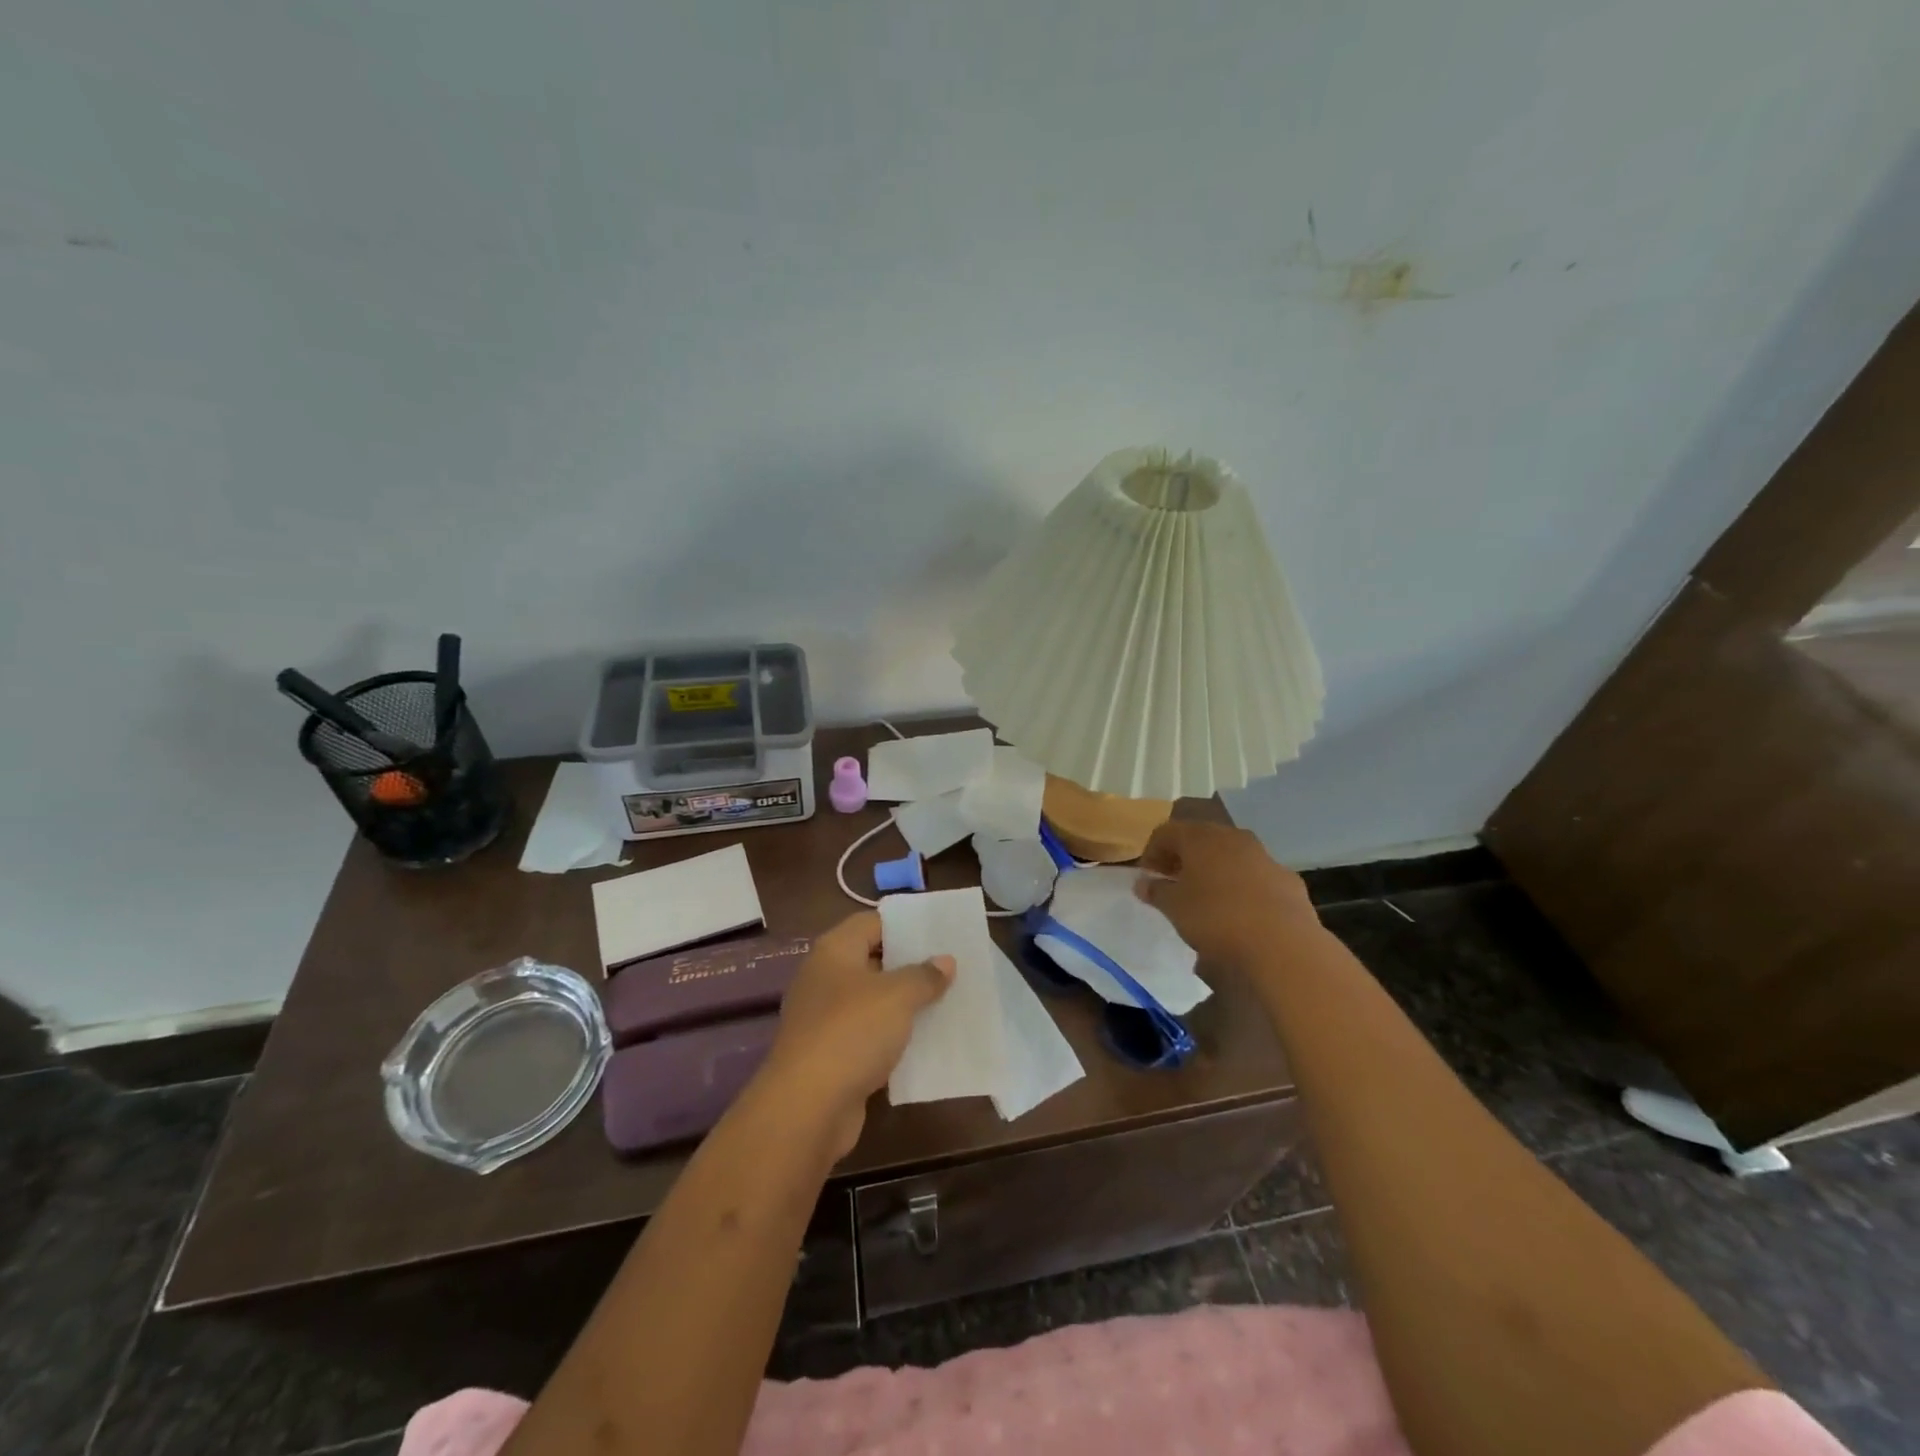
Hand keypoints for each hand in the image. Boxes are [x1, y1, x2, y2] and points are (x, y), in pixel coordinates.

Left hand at [762, 911, 953, 1159]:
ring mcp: (825, 1019)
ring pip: (872, 1001)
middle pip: (872, 961)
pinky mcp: (831, 1055)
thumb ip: (924, 975)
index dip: (904, 925)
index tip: (939, 933)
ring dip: (904, 1004)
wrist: (807, 1107)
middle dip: (909, 965)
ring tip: (946, 1001)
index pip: (872, 923)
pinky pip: (868, 1036)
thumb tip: (945, 961)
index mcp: (834, 951)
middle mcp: (825, 978)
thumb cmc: (852, 1032)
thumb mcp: (897, 996)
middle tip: (950, 967)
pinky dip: (893, 1038)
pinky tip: (924, 1042)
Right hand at [1136, 821, 1316, 965]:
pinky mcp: (1287, 879)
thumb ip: (1156, 892)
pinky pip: (1255, 876)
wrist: (1282, 945)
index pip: (1166, 832)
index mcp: (1201, 837)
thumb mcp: (1174, 908)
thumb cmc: (1216, 918)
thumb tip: (1143, 883)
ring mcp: (1264, 856)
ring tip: (1205, 898)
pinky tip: (1239, 912)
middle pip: (1200, 839)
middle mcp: (1233, 837)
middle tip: (1172, 882)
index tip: (1147, 876)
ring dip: (1213, 870)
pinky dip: (1241, 886)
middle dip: (1183, 858)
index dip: (1151, 852)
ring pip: (1230, 855)